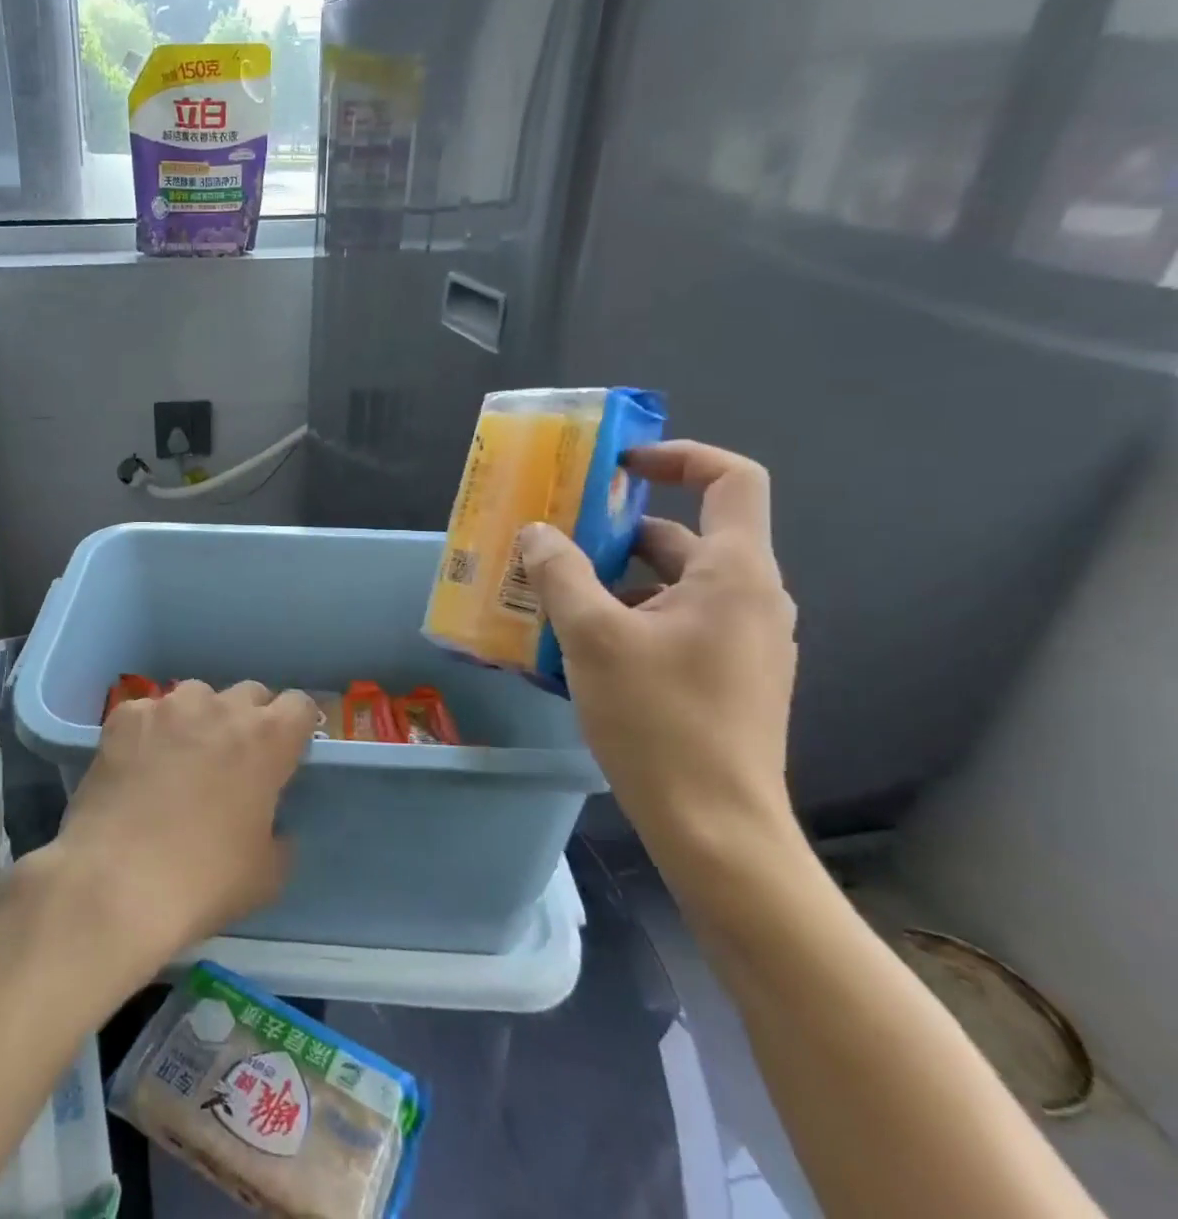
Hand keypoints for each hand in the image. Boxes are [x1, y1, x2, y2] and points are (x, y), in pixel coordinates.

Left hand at [39, 680, 315, 967]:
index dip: (294, 728)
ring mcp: (168, 707)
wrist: (116, 884)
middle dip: (247, 720)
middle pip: (248, 693)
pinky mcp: (124, 716)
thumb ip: (279, 837)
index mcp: (267, 740)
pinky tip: (136, 767)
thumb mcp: (266, 875)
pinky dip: (149, 732)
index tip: (283, 754)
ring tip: (179, 760)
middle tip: (232, 761)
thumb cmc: (204, 882)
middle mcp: (220, 709)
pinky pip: (148, 712)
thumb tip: (271, 828)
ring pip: (196, 696)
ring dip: (198, 720)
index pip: (299, 705)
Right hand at [518, 440, 799, 863]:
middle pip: (682, 537)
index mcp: (734, 574)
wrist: (716, 829)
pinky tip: (577, 646)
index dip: (679, 457)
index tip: (618, 467)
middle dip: (614, 533)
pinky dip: (627, 617)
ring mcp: (742, 642)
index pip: (732, 480)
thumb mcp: (592, 636)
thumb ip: (561, 573)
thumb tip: (538, 532)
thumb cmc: (658, 720)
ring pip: (670, 585)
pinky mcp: (727, 677)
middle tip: (552, 542)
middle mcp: (749, 598)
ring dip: (612, 580)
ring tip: (550, 597)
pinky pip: (673, 623)